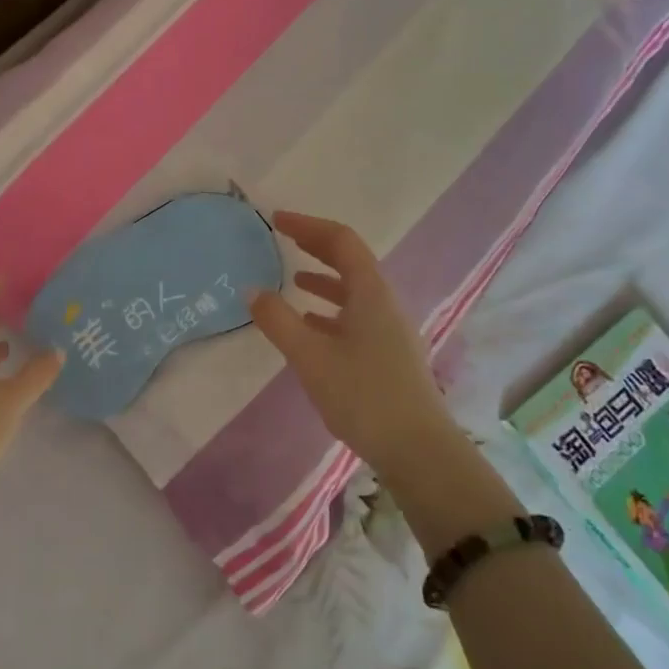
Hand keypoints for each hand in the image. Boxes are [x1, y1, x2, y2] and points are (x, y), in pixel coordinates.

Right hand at [247, 212, 463, 478]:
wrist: (417, 449)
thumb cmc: (363, 395)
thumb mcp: (310, 356)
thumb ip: (278, 321)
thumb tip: (252, 290)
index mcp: (370, 293)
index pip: (341, 241)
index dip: (308, 226)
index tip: (277, 220)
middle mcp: (384, 303)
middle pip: (351, 262)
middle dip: (316, 247)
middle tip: (284, 239)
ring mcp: (390, 330)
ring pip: (354, 292)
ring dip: (324, 280)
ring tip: (294, 281)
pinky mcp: (389, 355)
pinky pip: (356, 317)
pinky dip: (331, 312)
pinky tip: (311, 328)